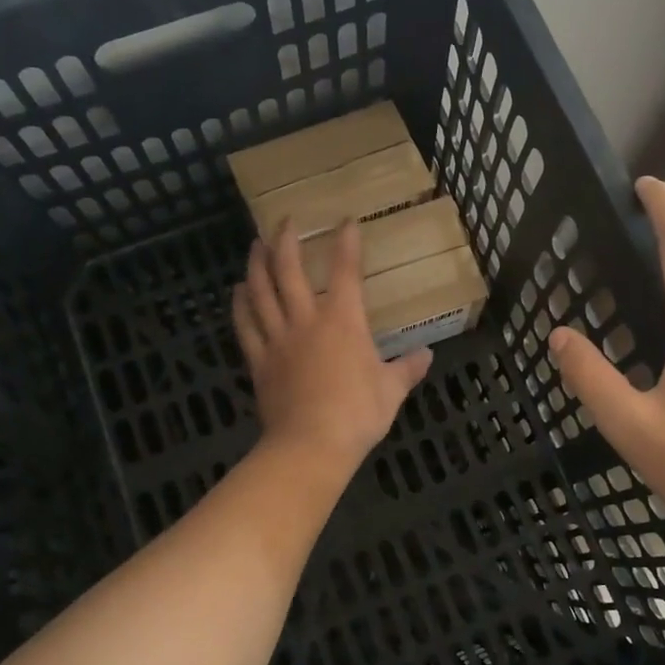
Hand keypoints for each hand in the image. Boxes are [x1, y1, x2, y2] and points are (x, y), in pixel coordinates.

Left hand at [234, 220, 432, 473]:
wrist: (311, 444)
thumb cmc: (358, 414)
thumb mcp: (391, 390)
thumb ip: (407, 369)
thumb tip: (426, 355)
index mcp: (343, 320)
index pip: (346, 270)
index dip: (346, 241)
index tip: (345, 220)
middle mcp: (306, 319)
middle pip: (289, 270)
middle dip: (286, 240)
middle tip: (284, 221)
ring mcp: (278, 339)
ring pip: (261, 291)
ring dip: (257, 264)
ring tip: (255, 245)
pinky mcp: (259, 360)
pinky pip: (245, 325)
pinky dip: (240, 305)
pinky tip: (238, 291)